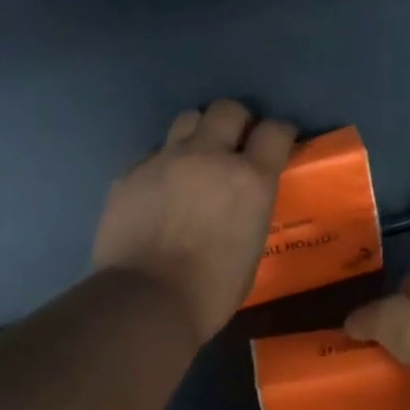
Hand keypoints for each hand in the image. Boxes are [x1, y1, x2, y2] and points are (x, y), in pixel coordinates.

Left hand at [92, 100, 296, 341]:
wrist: (146, 300)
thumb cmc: (211, 290)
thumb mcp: (251, 250)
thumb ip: (249, 212)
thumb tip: (239, 205)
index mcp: (250, 180)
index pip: (275, 131)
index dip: (279, 133)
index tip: (278, 142)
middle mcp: (209, 157)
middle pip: (227, 109)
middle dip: (237, 121)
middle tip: (235, 144)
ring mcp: (165, 160)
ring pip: (187, 119)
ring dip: (199, 133)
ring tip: (196, 159)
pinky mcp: (130, 172)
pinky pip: (153, 153)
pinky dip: (163, 164)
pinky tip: (160, 189)